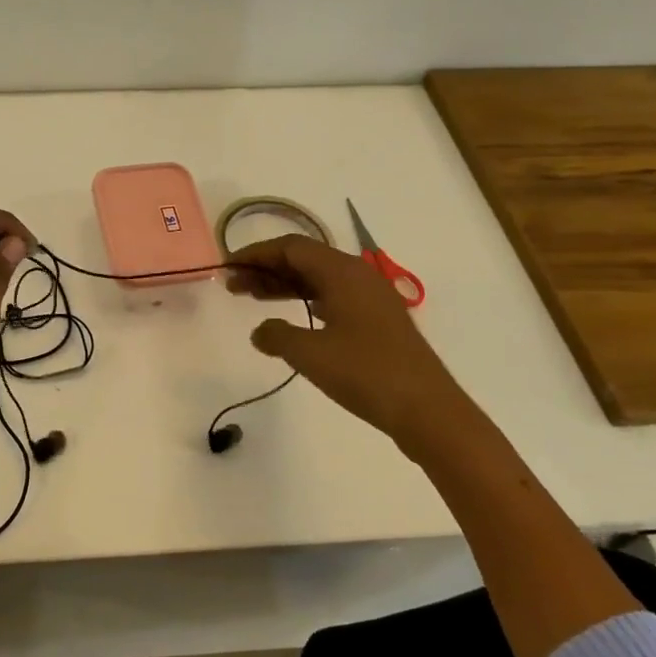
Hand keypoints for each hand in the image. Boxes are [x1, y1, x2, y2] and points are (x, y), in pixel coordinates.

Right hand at [226, 234, 490, 463]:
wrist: (428, 410)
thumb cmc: (365, 373)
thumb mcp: (310, 354)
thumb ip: (276, 335)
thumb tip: (260, 331)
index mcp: (342, 271)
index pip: (290, 246)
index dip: (255, 253)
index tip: (227, 267)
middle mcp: (357, 275)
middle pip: (304, 258)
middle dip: (266, 268)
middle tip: (234, 285)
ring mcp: (371, 298)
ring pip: (318, 278)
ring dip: (284, 285)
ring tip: (252, 298)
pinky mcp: (377, 320)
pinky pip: (332, 296)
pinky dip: (305, 300)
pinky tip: (291, 318)